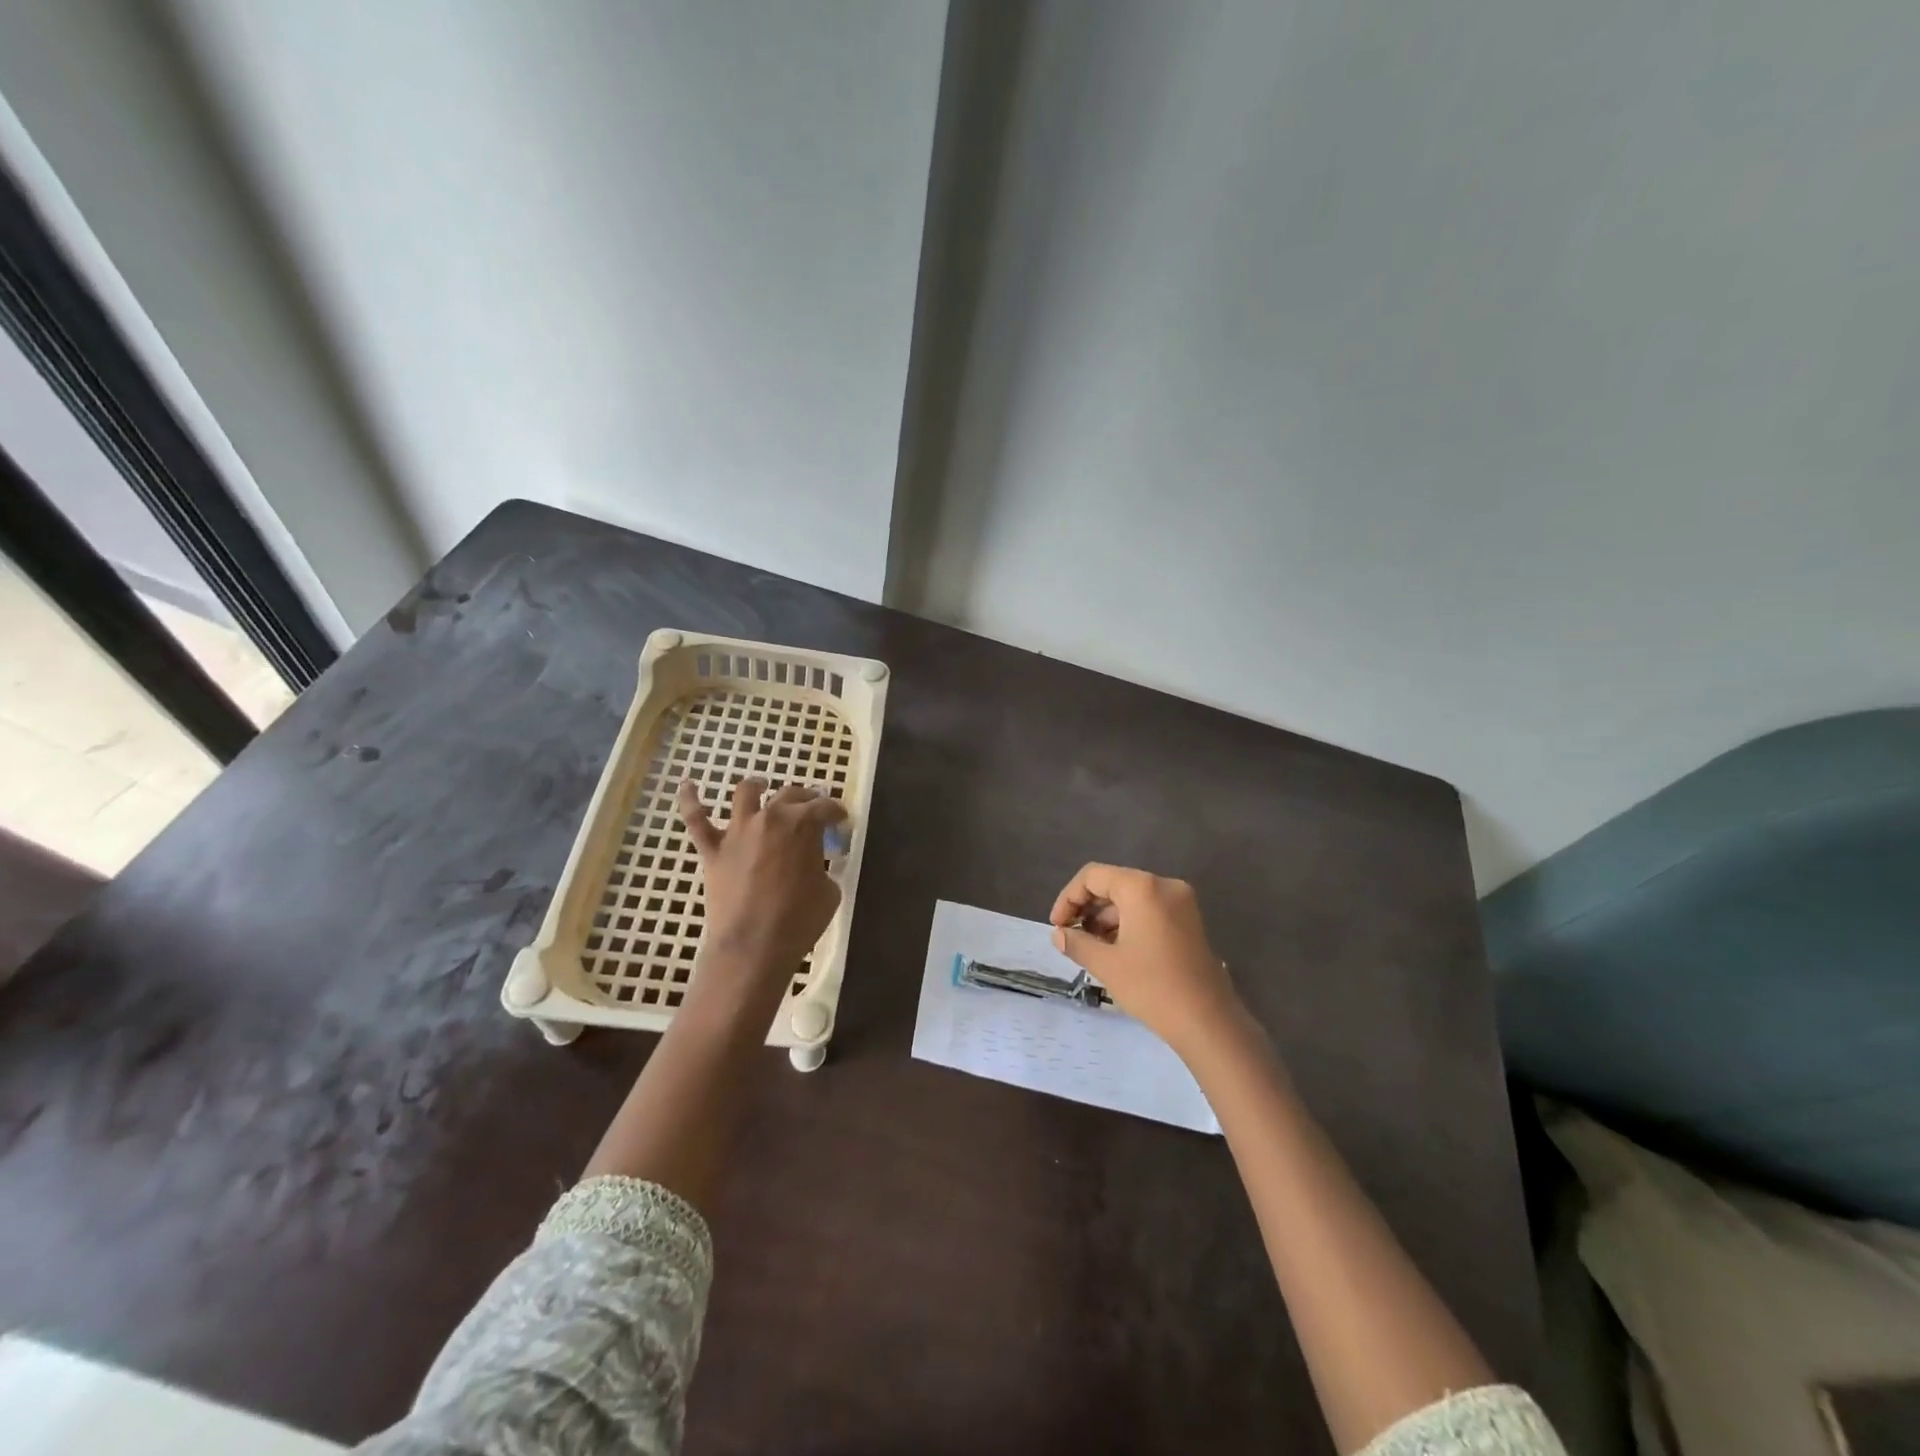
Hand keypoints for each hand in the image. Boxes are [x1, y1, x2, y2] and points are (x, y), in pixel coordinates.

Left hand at [678, 778, 846, 994]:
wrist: (753, 946)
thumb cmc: (799, 920)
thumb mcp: (828, 892)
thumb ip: (821, 868)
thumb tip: (814, 865)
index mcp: (802, 825)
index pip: (825, 807)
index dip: (836, 812)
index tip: (841, 820)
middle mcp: (770, 818)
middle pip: (790, 795)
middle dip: (806, 798)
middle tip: (813, 806)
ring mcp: (737, 831)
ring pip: (745, 794)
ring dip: (755, 785)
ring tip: (761, 784)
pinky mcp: (713, 850)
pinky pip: (696, 820)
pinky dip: (691, 800)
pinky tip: (689, 785)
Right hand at [1050, 863, 1245, 1058]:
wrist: (1208, 1021)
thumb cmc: (1152, 987)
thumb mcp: (1106, 964)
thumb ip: (1077, 943)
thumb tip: (1058, 935)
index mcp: (1142, 887)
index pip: (1093, 876)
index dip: (1069, 898)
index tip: (1057, 926)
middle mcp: (1164, 885)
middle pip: (1113, 883)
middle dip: (1087, 907)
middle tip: (1070, 936)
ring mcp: (1181, 902)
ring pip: (1131, 898)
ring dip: (1106, 917)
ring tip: (1089, 947)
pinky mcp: (1188, 920)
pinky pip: (1149, 910)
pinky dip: (1128, 923)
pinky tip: (1114, 949)